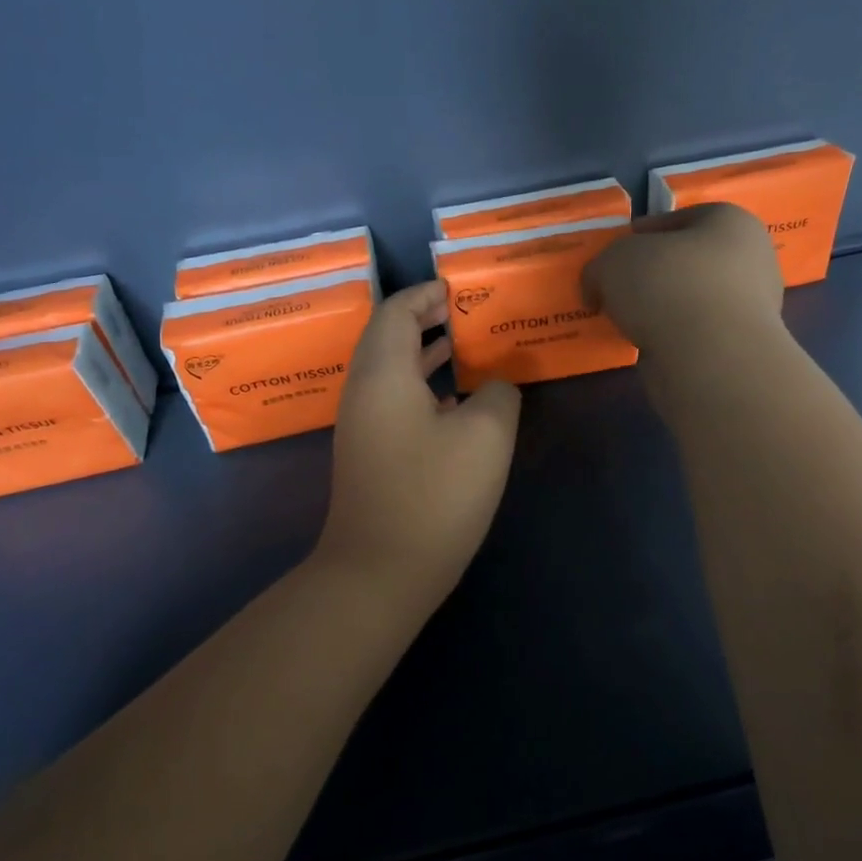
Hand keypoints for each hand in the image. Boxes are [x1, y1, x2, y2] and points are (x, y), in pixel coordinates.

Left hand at [315, 282, 520, 598]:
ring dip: (424, 353)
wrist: (379, 572)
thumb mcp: (485, 436)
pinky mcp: (370, 453)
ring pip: (391, 370)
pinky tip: (456, 401)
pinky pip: (393, 399)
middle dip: (426, 319)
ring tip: (466, 346)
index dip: (427, 294)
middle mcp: (364, 391)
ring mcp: (362, 425)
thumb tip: (497, 386)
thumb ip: (499, 395)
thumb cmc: (433, 495)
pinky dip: (421, 385)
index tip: (460, 288)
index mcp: (383, 373)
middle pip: (388, 337)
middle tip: (467, 312)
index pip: (397, 312)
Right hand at [583, 204, 788, 399]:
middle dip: (652, 273)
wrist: (709, 357)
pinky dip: (670, 337)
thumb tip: (598, 289)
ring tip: (624, 321)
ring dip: (661, 308)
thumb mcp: (612, 261)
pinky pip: (696, 333)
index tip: (614, 252)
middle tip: (616, 288)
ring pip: (692, 299)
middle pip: (687, 261)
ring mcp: (751, 307)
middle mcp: (750, 259)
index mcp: (730, 222)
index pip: (679, 218)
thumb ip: (600, 267)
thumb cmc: (667, 285)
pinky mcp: (739, 347)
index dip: (642, 233)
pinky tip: (643, 344)